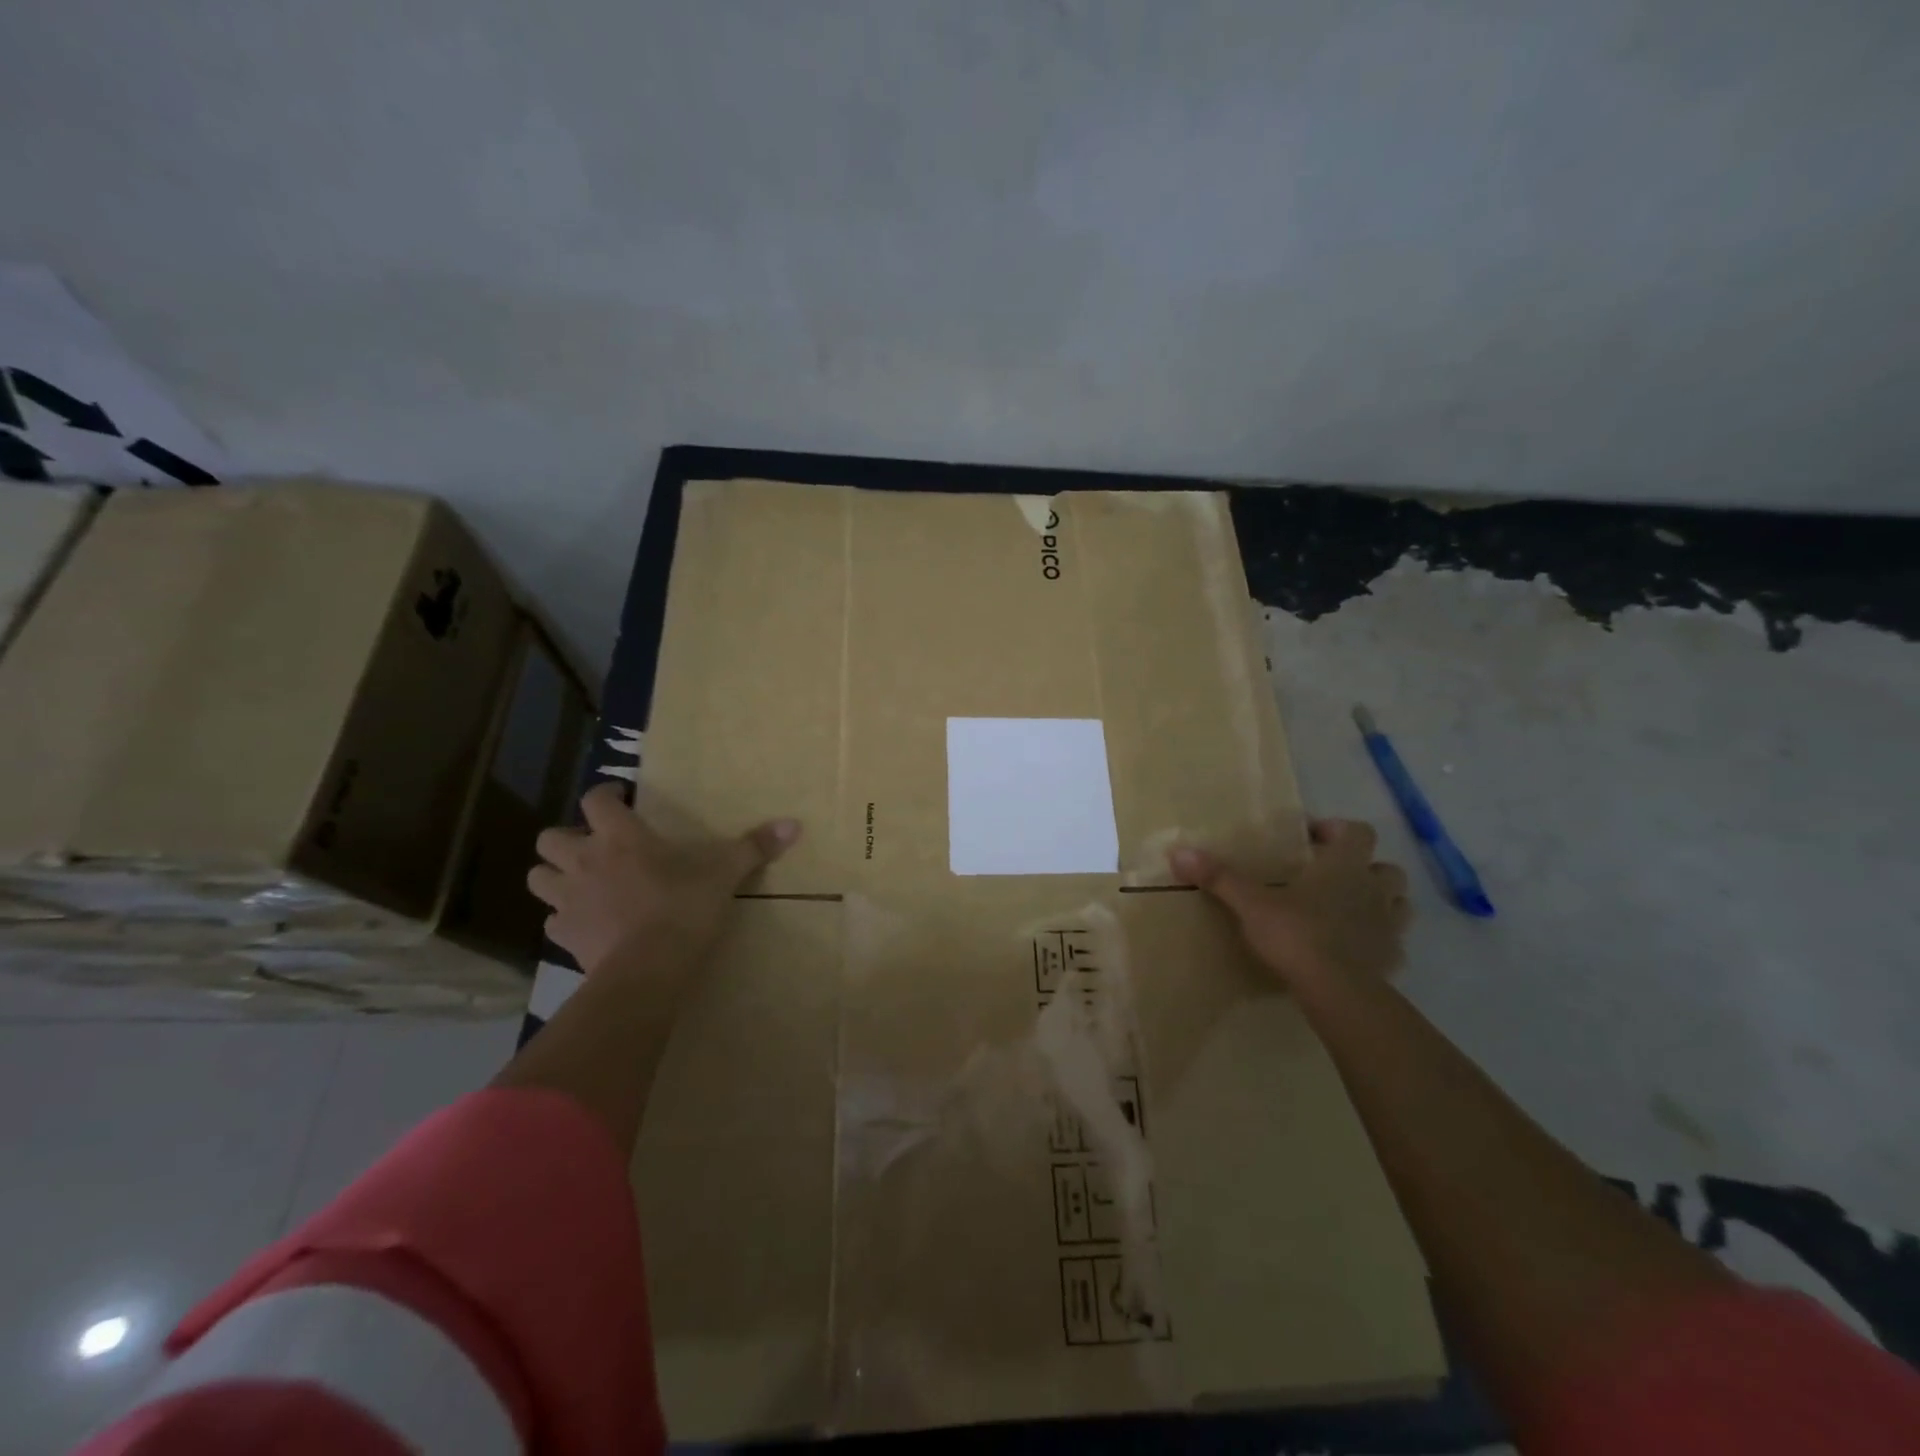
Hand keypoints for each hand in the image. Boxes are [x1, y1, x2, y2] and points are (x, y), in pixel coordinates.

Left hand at [528, 783, 800, 974]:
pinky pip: (552, 920)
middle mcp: (585, 861)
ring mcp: (569, 900)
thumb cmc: (683, 908)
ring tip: (581, 882)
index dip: (606, 795)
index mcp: (621, 837)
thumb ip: (754, 847)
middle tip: (595, 845)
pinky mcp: (564, 936)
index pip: (596, 800)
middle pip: (551, 837)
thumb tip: (794, 824)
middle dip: (567, 838)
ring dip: (554, 875)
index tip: (620, 798)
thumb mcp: (724, 873)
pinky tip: (587, 923)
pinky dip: (565, 917)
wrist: (647, 970)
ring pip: (538, 877)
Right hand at [1169, 818, 1410, 989]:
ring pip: (1399, 905)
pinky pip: (1393, 945)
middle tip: (1332, 877)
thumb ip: (1219, 877)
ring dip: (1380, 903)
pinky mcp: (1392, 961)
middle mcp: (1373, 891)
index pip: (1357, 832)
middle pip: (1387, 868)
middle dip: (1366, 869)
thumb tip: (1178, 852)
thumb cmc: (1296, 934)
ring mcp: (1389, 928)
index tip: (1311, 838)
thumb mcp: (1250, 903)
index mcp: (1344, 867)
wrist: (1337, 991)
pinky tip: (1356, 951)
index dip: (1337, 830)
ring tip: (1348, 911)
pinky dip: (1379, 943)